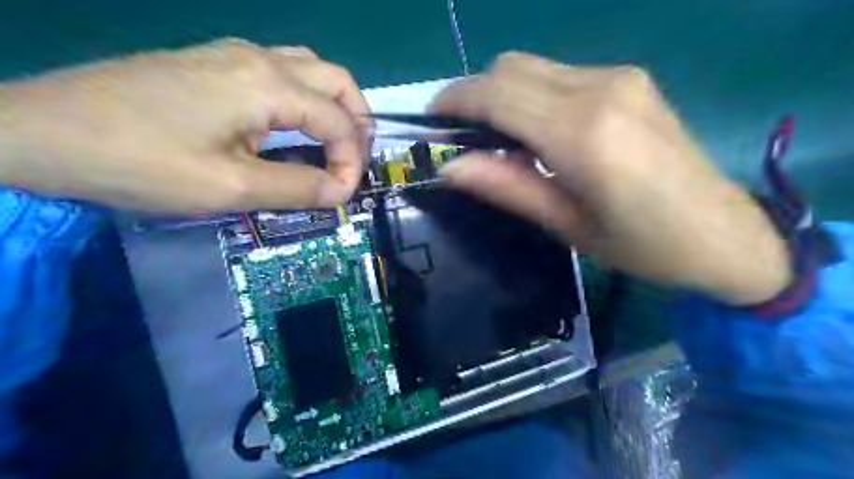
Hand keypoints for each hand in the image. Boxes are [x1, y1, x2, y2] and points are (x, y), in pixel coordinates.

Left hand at [0, 37, 370, 212]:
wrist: (39, 131)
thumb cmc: (141, 162)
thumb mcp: (231, 188)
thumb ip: (297, 188)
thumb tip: (340, 191)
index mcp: (269, 86)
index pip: (338, 122)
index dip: (352, 161)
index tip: (343, 195)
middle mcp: (260, 58)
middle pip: (337, 80)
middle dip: (357, 122)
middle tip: (353, 160)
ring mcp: (234, 54)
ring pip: (312, 69)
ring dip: (334, 106)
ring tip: (335, 142)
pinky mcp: (215, 62)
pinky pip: (283, 71)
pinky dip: (306, 98)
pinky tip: (294, 125)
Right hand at [435, 52, 793, 304]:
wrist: (723, 233)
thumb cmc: (641, 244)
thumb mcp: (565, 225)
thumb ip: (506, 187)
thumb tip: (450, 167)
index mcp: (582, 133)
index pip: (497, 94)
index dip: (455, 100)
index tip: (430, 120)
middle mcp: (600, 89)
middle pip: (511, 67)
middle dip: (473, 93)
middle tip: (459, 134)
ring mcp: (619, 78)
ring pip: (533, 67)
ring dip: (501, 94)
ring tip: (494, 137)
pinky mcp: (630, 80)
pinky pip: (559, 75)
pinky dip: (530, 94)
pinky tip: (536, 131)